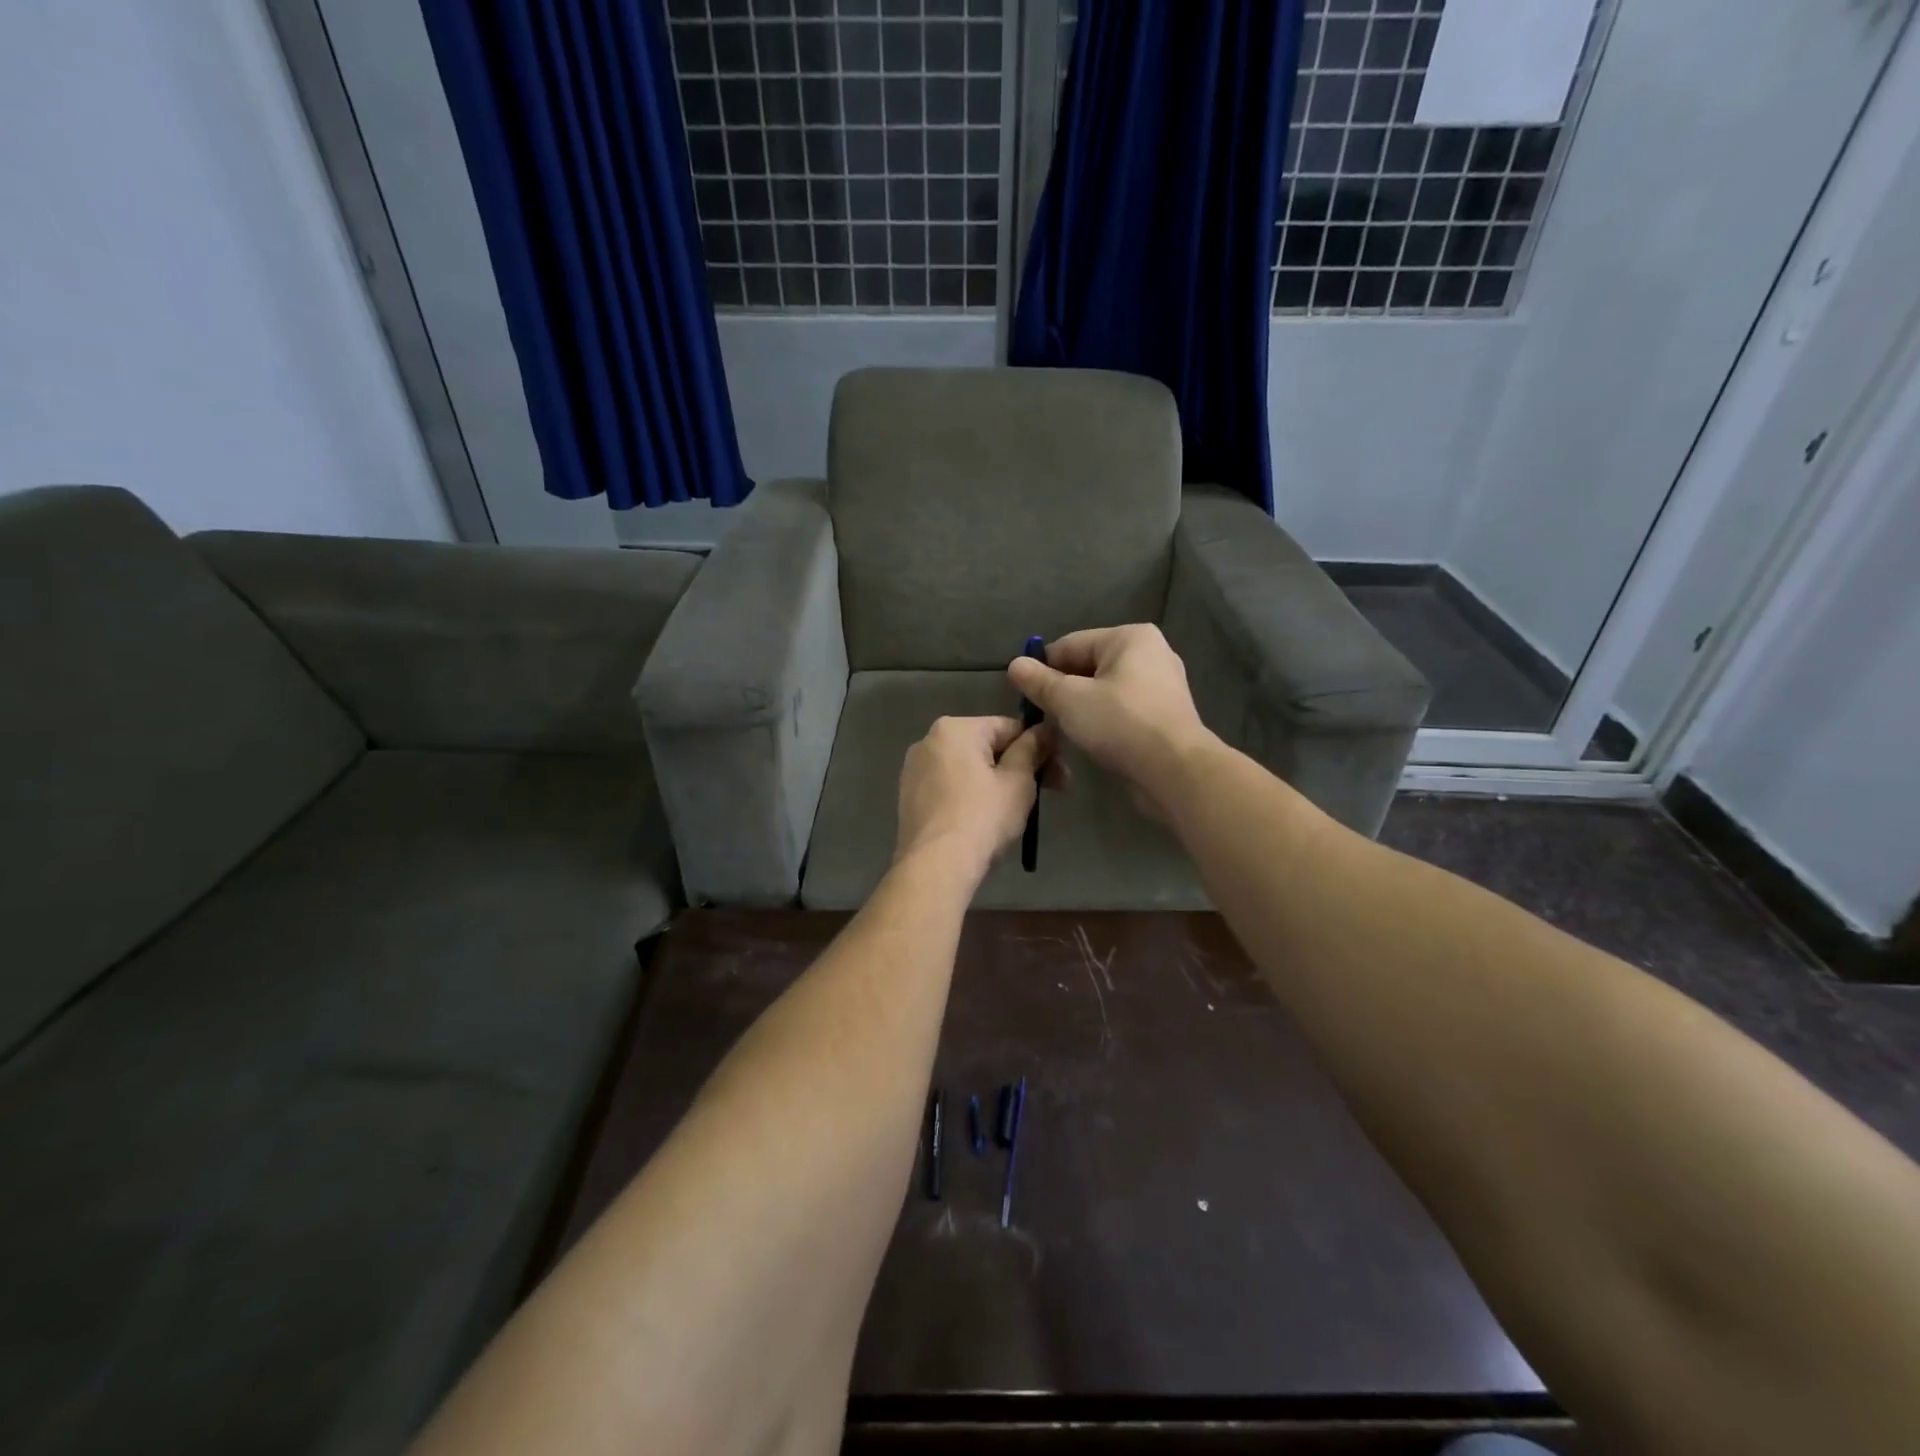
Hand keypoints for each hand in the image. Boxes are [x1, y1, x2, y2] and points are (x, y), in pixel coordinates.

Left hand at [895, 716, 1059, 875]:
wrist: (936, 866)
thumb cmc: (982, 817)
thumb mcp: (1018, 781)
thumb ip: (1033, 749)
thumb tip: (1045, 729)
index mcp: (954, 729)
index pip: (1008, 727)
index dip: (1039, 747)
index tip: (1060, 772)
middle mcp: (928, 742)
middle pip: (987, 747)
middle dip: (1020, 767)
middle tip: (1052, 792)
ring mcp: (914, 772)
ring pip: (968, 770)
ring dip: (997, 783)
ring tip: (1019, 811)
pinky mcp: (909, 799)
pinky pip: (950, 789)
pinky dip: (971, 797)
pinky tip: (987, 821)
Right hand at [1006, 625, 1214, 820]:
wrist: (1175, 771)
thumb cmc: (1120, 724)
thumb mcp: (1069, 700)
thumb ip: (1039, 681)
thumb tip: (1014, 664)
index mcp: (1130, 638)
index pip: (1070, 645)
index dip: (1042, 668)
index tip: (1023, 695)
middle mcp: (1150, 653)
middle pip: (1088, 666)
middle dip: (1062, 690)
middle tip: (1042, 716)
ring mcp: (1161, 685)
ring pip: (1104, 690)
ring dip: (1080, 708)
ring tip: (1062, 730)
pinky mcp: (1164, 715)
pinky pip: (1122, 709)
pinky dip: (1103, 720)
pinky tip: (1090, 739)